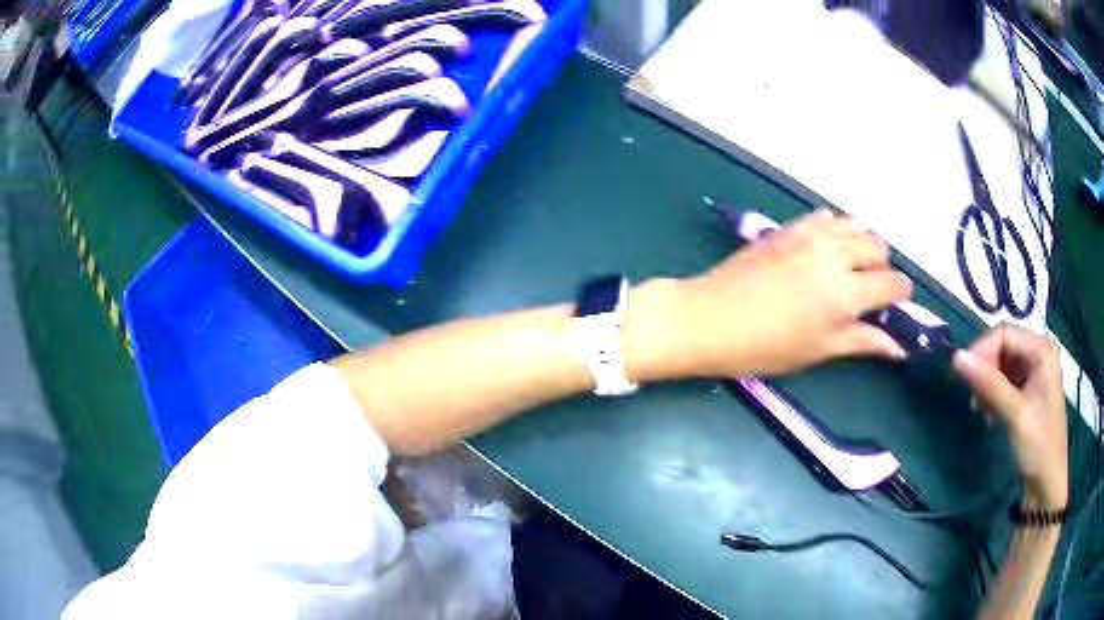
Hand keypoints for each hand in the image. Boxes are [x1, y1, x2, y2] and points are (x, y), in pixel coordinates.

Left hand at [669, 209, 912, 375]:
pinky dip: (837, 229)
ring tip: (851, 267)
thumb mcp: (818, 350)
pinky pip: (827, 216)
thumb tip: (899, 347)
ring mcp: (811, 234)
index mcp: (846, 291)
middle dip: (883, 267)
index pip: (892, 283)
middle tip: (869, 289)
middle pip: (879, 247)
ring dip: (863, 243)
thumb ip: (862, 341)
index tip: (896, 304)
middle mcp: (835, 254)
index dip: (901, 294)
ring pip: (856, 225)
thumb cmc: (765, 346)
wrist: (710, 318)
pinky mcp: (790, 226)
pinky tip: (826, 249)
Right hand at [952, 325, 1067, 508]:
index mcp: (1042, 349)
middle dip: (986, 370)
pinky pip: (1008, 380)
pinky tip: (989, 414)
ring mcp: (1037, 371)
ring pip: (1004, 364)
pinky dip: (995, 394)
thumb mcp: (1014, 414)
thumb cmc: (1037, 444)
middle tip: (973, 398)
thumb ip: (989, 384)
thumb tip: (956, 358)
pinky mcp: (1031, 389)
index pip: (1004, 334)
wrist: (1047, 482)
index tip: (962, 378)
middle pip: (1004, 347)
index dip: (982, 351)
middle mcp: (1040, 352)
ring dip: (988, 384)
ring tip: (980, 409)